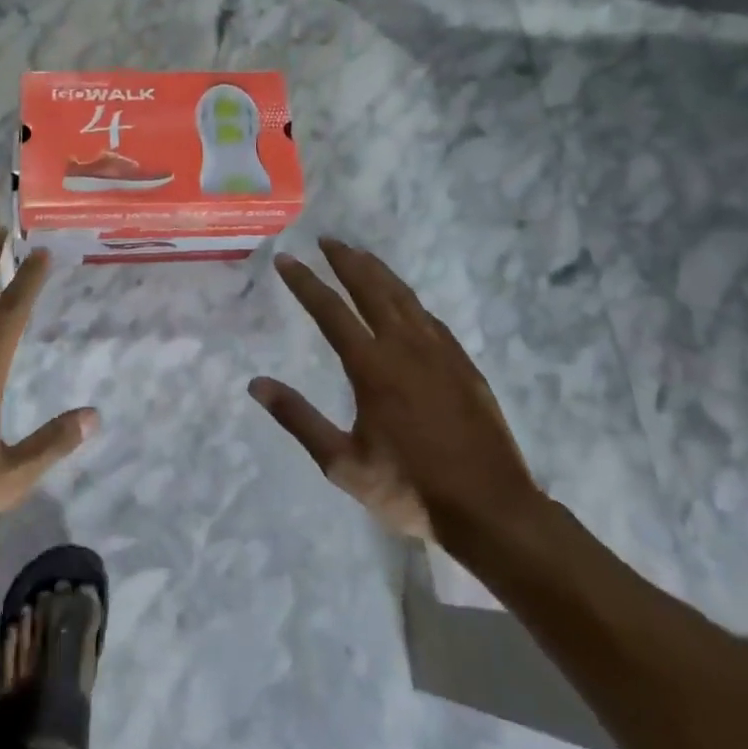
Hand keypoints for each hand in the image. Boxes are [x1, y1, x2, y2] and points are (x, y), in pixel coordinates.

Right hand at [257, 239, 545, 557]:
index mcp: (372, 367)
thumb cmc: (409, 488)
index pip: (330, 310)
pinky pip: (430, 318)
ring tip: (361, 255)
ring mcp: (439, 353)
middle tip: (327, 240)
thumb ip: (298, 418)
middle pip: (371, 289)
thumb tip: (256, 384)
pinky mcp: (464, 365)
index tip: (286, 259)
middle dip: (346, 261)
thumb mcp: (342, 463)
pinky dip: (409, 299)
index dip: (305, 282)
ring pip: (404, 297)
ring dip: (378, 271)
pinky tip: (406, 301)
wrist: (491, 509)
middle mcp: (405, 347)